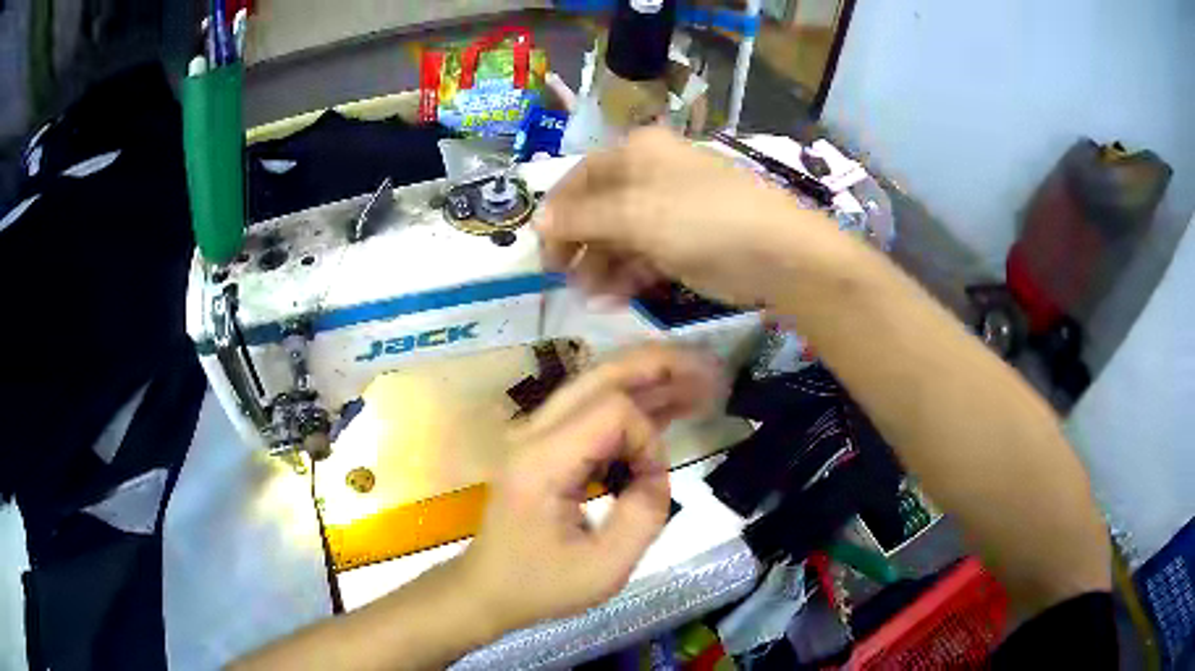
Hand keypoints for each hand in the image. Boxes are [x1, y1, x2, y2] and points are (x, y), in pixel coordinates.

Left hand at [455, 345, 723, 632]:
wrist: (487, 589)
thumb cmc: (540, 585)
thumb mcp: (604, 568)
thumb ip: (644, 514)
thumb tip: (655, 472)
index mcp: (543, 461)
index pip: (612, 412)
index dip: (648, 440)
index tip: (652, 483)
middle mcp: (534, 433)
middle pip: (602, 376)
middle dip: (659, 367)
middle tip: (708, 368)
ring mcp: (535, 435)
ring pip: (597, 385)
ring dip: (649, 379)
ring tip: (699, 382)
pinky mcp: (544, 446)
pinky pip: (591, 410)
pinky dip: (632, 404)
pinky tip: (667, 406)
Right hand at [537, 127, 832, 307]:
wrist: (776, 252)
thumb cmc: (700, 219)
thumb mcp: (634, 215)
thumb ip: (582, 218)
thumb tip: (536, 220)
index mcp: (637, 153)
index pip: (581, 176)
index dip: (558, 211)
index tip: (540, 248)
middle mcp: (650, 175)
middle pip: (599, 209)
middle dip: (579, 244)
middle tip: (561, 279)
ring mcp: (669, 211)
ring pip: (620, 237)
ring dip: (600, 266)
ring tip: (588, 298)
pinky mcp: (685, 243)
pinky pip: (644, 256)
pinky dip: (627, 276)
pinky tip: (613, 300)